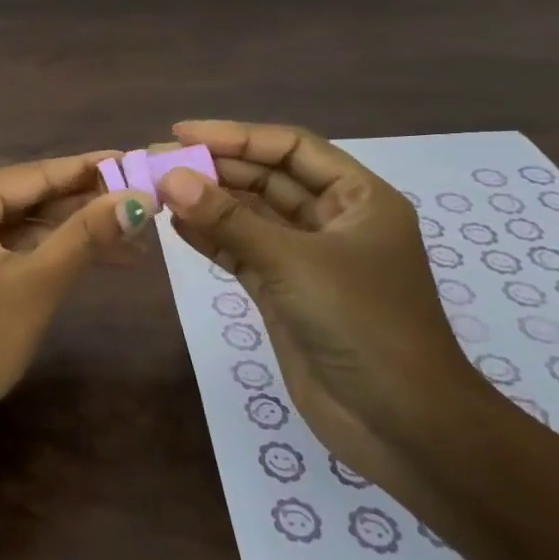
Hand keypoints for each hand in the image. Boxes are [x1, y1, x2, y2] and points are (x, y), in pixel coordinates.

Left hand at [0, 152, 152, 447]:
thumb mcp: (37, 284)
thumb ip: (87, 235)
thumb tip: (140, 197)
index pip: (33, 174)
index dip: (88, 170)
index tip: (135, 160)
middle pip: (25, 199)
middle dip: (83, 206)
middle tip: (142, 204)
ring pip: (16, 228)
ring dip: (67, 235)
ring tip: (131, 239)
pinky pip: (1, 251)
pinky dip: (40, 255)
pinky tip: (83, 259)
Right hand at [155, 120, 487, 483]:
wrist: (401, 425)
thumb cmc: (362, 325)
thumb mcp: (293, 263)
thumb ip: (229, 220)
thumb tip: (172, 177)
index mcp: (359, 199)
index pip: (291, 149)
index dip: (236, 136)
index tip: (181, 134)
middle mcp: (334, 222)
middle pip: (267, 180)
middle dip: (215, 170)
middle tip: (157, 164)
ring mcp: (308, 260)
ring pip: (251, 217)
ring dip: (208, 204)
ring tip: (157, 191)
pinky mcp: (285, 293)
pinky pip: (242, 253)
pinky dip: (211, 240)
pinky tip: (176, 227)